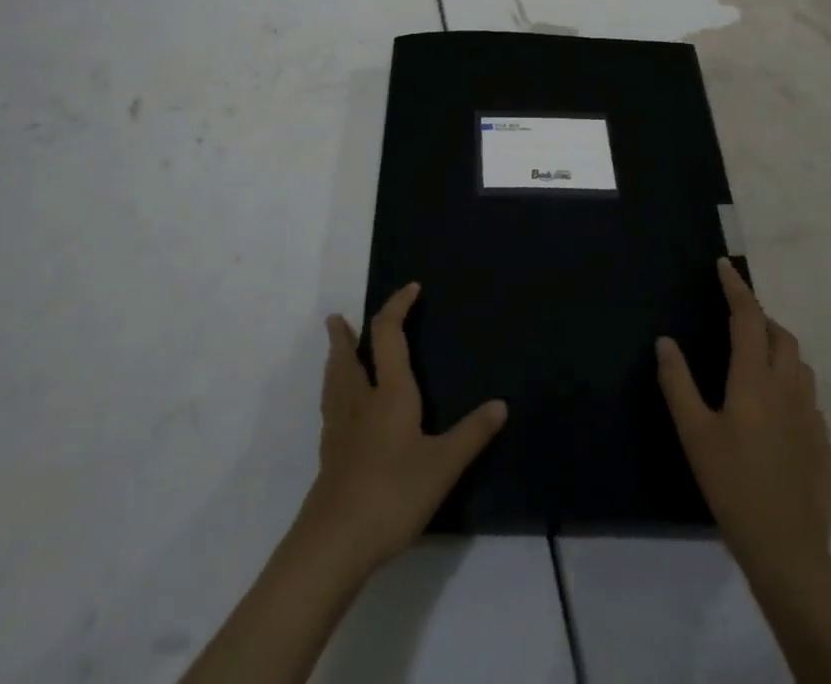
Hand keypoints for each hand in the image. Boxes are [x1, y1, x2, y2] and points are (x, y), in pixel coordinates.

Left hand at [299, 282, 507, 568]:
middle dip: (345, 334)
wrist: (336, 541)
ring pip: (334, 380)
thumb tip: (500, 404)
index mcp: (390, 393)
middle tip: (336, 318)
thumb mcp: (443, 465)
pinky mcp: (330, 454)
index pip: (389, 334)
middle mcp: (361, 400)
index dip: (397, 307)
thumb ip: (471, 434)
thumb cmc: (393, 493)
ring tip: (334, 349)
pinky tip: (338, 408)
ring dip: (334, 359)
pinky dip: (334, 393)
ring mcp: (340, 428)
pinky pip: (331, 408)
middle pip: (348, 355)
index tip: (411, 289)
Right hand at [656, 258, 830, 572]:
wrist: (788, 550)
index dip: (736, 288)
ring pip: (799, 363)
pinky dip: (790, 381)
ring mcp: (811, 415)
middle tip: (735, 317)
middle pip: (780, 335)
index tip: (724, 266)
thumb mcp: (694, 433)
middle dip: (759, 317)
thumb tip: (665, 340)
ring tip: (755, 356)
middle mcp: (788, 387)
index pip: (747, 318)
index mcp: (755, 380)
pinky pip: (807, 394)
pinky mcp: (823, 441)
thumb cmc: (733, 485)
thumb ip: (677, 382)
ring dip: (778, 347)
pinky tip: (774, 406)